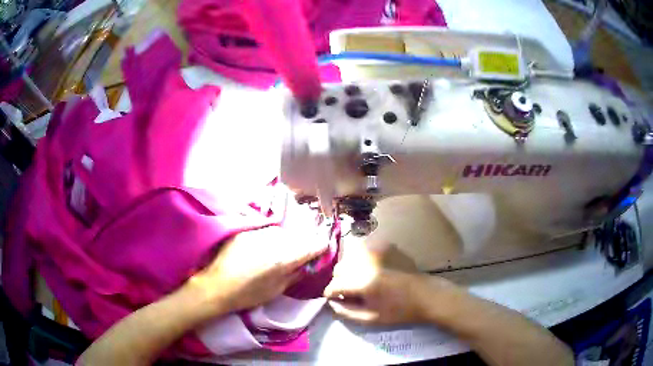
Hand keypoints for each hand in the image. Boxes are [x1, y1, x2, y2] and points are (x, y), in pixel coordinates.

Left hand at [187, 225, 327, 316]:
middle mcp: (272, 241)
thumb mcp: (276, 290)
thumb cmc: (247, 294)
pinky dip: (271, 238)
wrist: (216, 286)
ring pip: (282, 232)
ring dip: (286, 239)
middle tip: (302, 252)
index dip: (320, 246)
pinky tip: (265, 247)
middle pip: (297, 237)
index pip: (311, 246)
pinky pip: (266, 231)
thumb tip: (306, 265)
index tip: (324, 247)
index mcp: (283, 259)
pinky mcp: (245, 230)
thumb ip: (294, 274)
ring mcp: (257, 233)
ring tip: (282, 250)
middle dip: (303, 243)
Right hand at [324, 238, 456, 325]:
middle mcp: (367, 262)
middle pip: (339, 268)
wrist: (426, 295)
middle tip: (349, 292)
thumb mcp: (371, 319)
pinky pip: (364, 250)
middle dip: (339, 281)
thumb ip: (346, 312)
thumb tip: (330, 303)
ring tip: (359, 281)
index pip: (334, 285)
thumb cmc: (399, 311)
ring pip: (349, 257)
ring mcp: (377, 250)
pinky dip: (361, 260)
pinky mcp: (385, 245)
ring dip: (349, 269)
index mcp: (364, 282)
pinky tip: (371, 270)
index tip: (335, 299)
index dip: (331, 294)